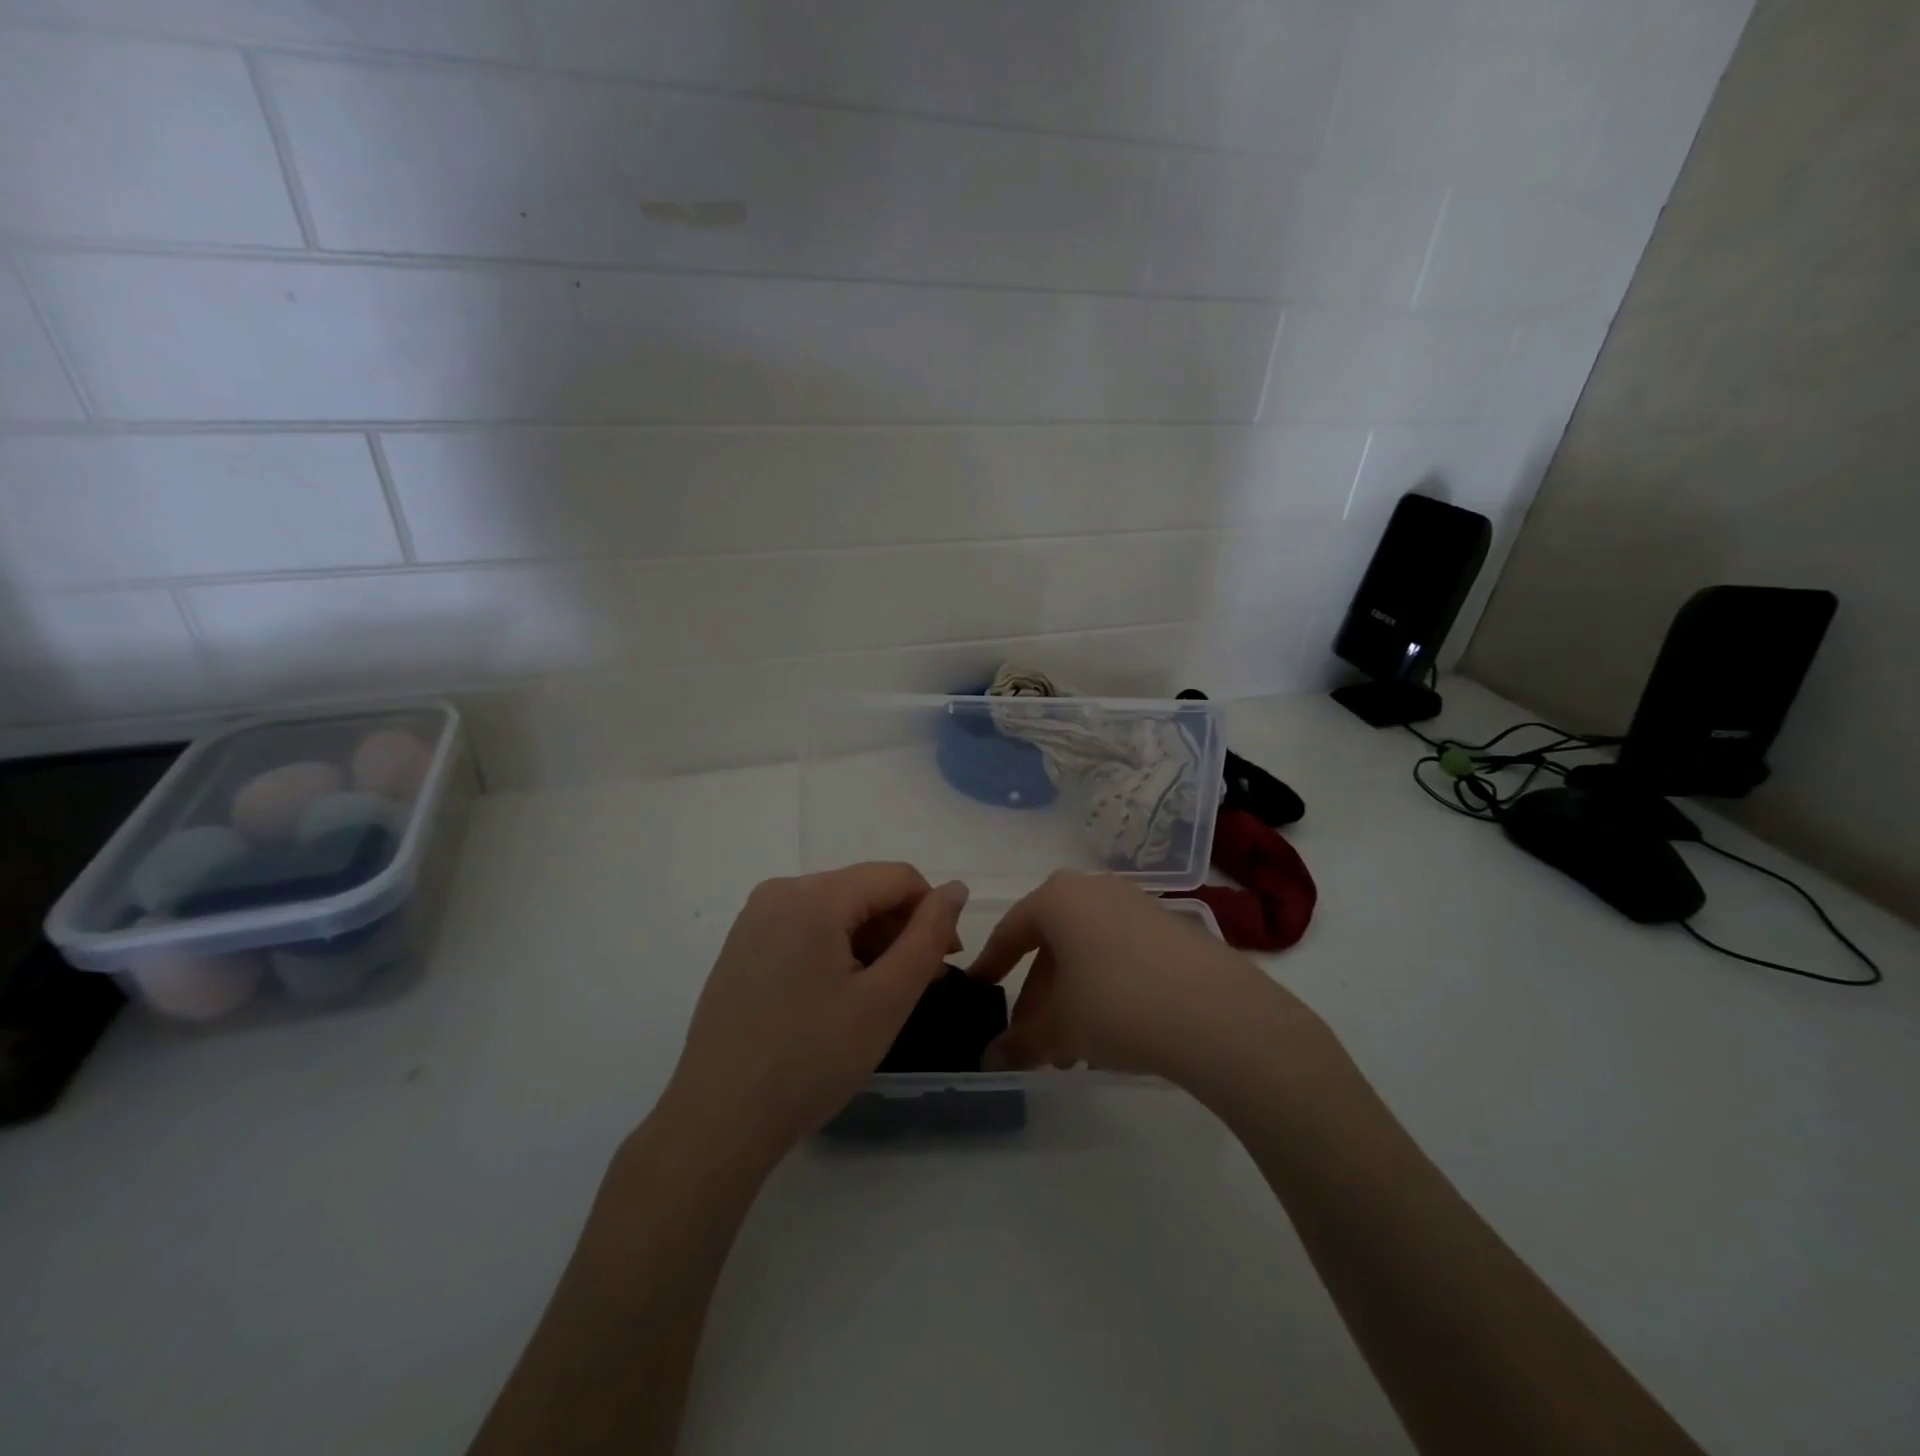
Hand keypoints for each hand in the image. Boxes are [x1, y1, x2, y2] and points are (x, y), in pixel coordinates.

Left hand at [661, 863, 968, 1170]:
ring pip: (835, 910)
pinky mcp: (742, 946)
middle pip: (862, 890)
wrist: (718, 1121)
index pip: (896, 877)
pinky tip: (841, 996)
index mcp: (813, 896)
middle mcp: (779, 892)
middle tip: (920, 983)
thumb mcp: (885, 999)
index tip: (947, 961)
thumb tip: (956, 889)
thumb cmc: (811, 1060)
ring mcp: (754, 919)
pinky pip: (805, 928)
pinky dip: (836, 950)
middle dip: (900, 929)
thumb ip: (927, 936)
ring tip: (883, 995)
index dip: (932, 911)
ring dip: (870, 942)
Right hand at [969, 871, 1313, 1092]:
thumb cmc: (1117, 1005)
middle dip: (1038, 997)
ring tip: (1073, 1051)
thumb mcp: (1060, 1029)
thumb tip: (990, 1062)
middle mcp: (1094, 889)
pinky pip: (1121, 954)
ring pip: (1087, 952)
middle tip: (1033, 1042)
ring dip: (1072, 998)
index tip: (979, 992)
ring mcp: (1137, 904)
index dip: (991, 966)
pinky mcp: (1171, 927)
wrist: (1217, 1013)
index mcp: (1057, 898)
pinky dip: (1106, 988)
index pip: (1010, 931)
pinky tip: (1113, 1034)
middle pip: (1051, 945)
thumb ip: (1020, 1043)